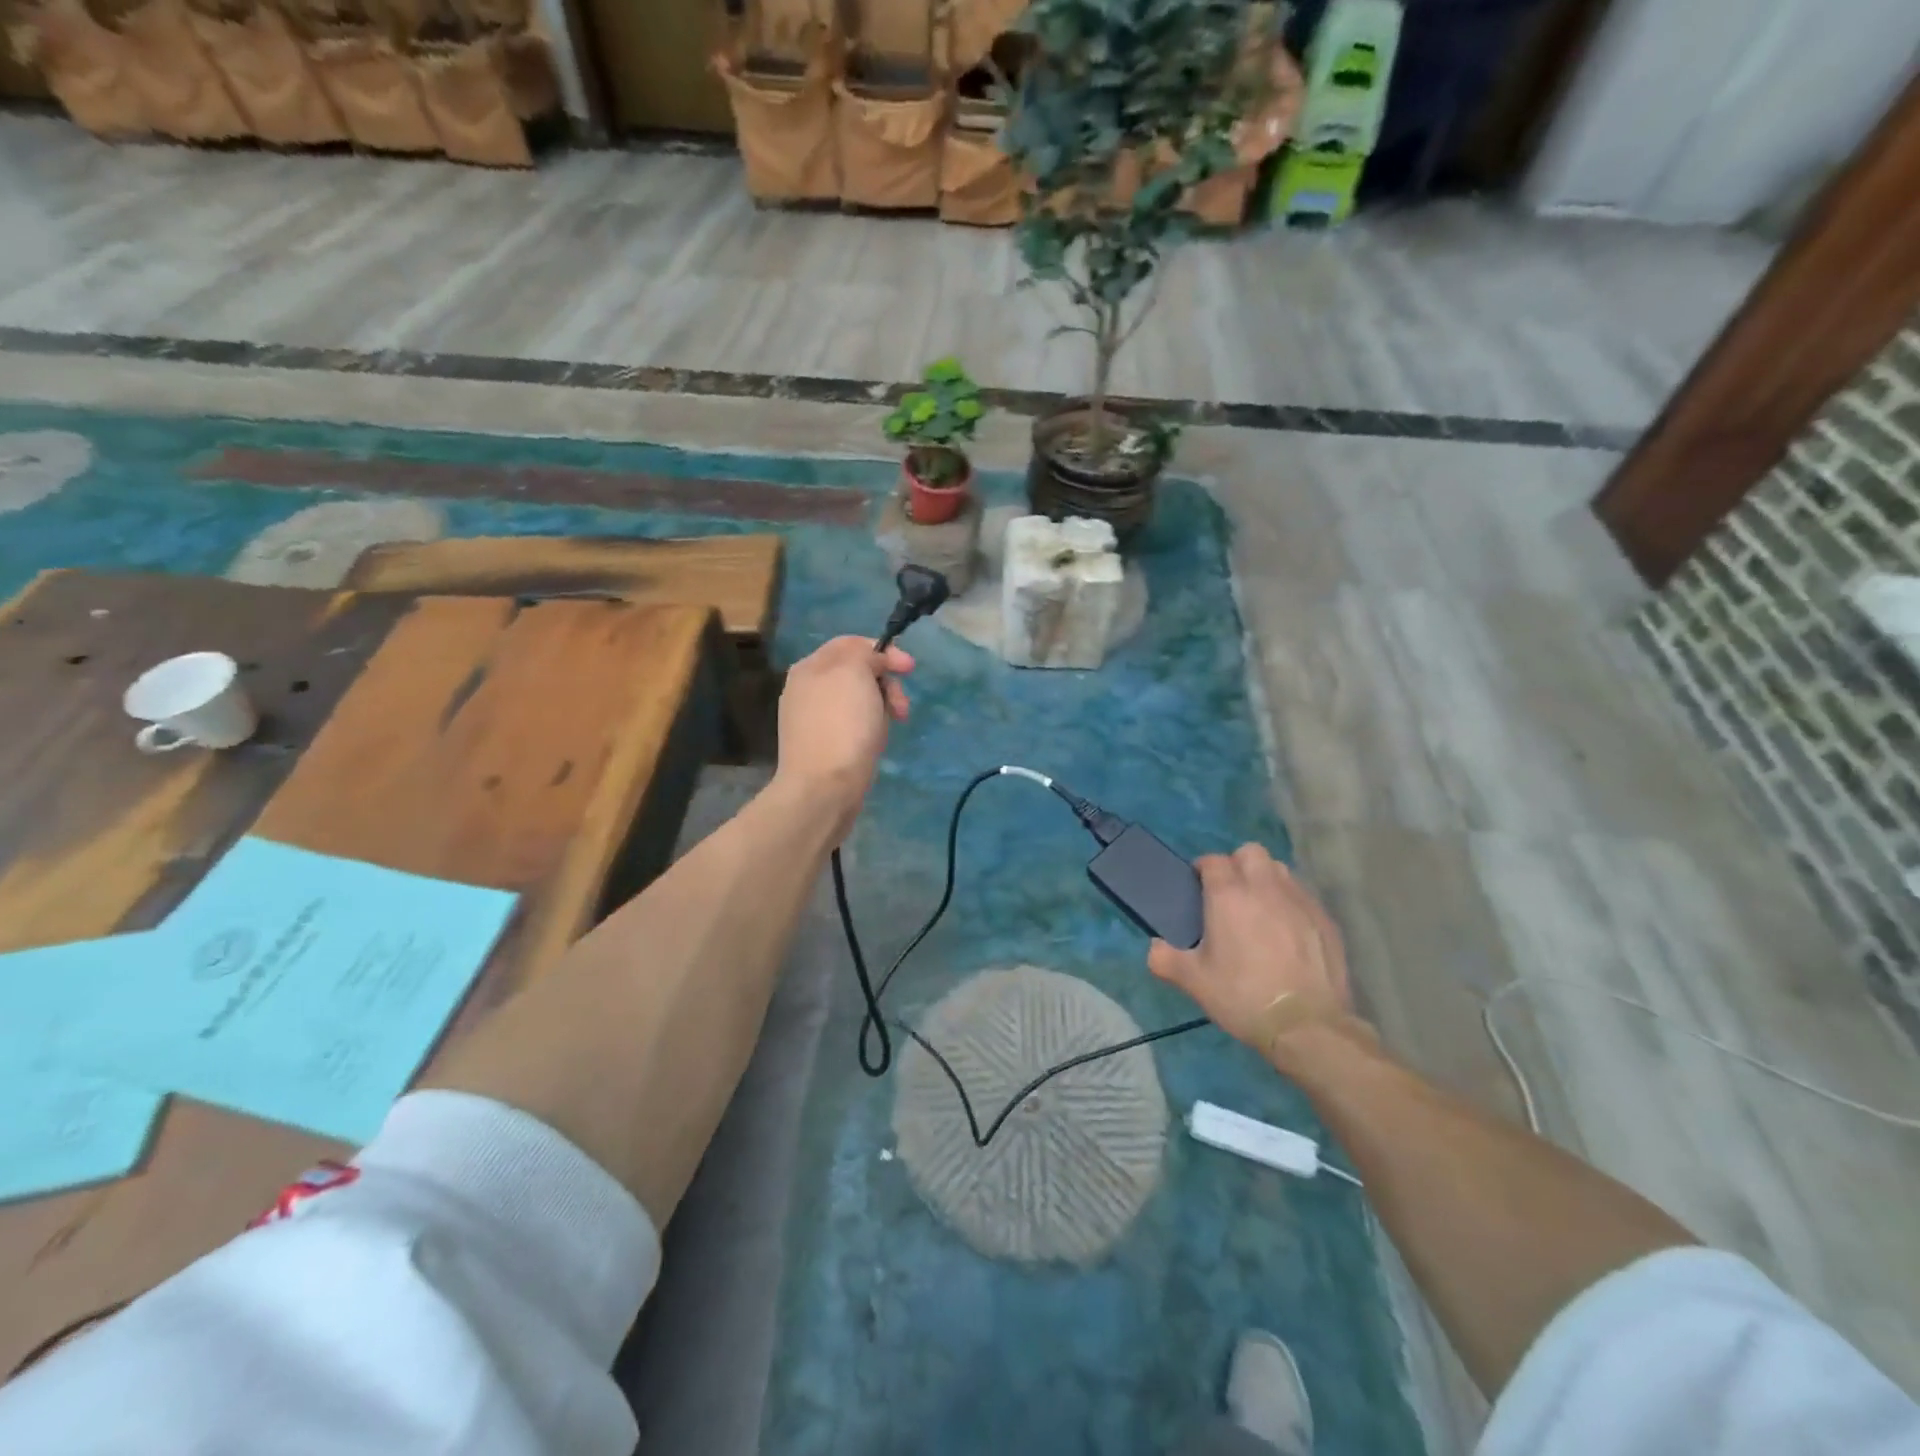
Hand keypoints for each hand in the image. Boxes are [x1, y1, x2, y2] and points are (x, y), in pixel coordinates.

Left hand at [773, 635, 913, 837]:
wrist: (824, 789)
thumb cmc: (843, 726)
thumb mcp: (855, 672)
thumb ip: (865, 654)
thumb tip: (872, 662)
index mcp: (809, 667)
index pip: (851, 644)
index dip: (884, 651)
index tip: (910, 668)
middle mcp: (806, 689)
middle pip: (856, 672)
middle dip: (886, 683)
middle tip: (902, 706)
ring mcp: (811, 719)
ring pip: (857, 700)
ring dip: (881, 706)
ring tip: (892, 726)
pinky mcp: (821, 745)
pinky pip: (851, 725)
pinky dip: (869, 728)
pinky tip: (875, 743)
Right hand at [1148, 845, 1352, 1061]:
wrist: (1308, 1026)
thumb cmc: (1243, 997)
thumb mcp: (1194, 982)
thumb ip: (1165, 959)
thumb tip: (1154, 947)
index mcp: (1228, 896)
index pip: (1212, 861)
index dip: (1202, 869)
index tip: (1197, 887)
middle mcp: (1265, 887)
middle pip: (1250, 852)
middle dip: (1237, 864)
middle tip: (1229, 894)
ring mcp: (1299, 900)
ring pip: (1279, 869)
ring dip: (1265, 879)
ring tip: (1259, 908)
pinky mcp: (1325, 919)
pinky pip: (1303, 894)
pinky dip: (1290, 902)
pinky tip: (1287, 930)